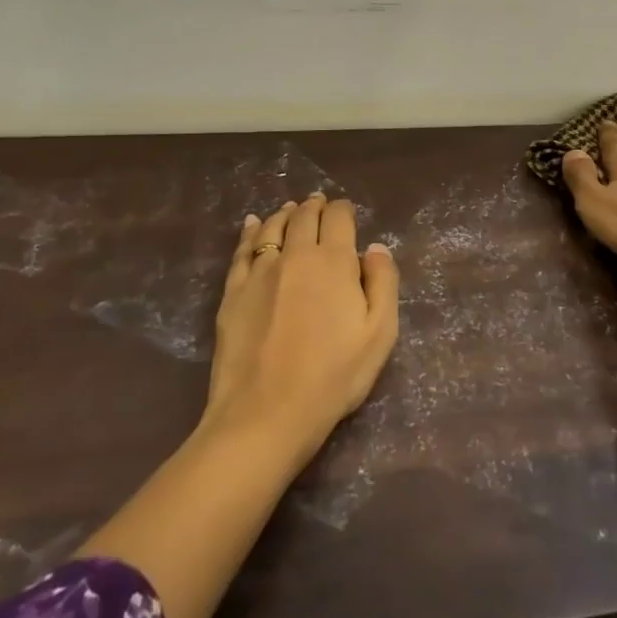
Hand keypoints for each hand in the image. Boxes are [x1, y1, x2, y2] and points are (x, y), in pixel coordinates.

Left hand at [204, 194, 399, 466]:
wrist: (265, 414)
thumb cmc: (332, 377)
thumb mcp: (379, 335)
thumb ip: (383, 283)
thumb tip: (375, 248)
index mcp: (334, 261)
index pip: (339, 218)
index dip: (344, 210)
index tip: (346, 212)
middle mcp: (296, 255)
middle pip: (305, 217)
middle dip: (315, 206)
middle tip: (319, 203)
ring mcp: (260, 271)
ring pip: (272, 227)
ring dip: (285, 213)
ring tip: (291, 209)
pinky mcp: (233, 291)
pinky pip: (242, 250)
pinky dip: (250, 231)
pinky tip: (252, 224)